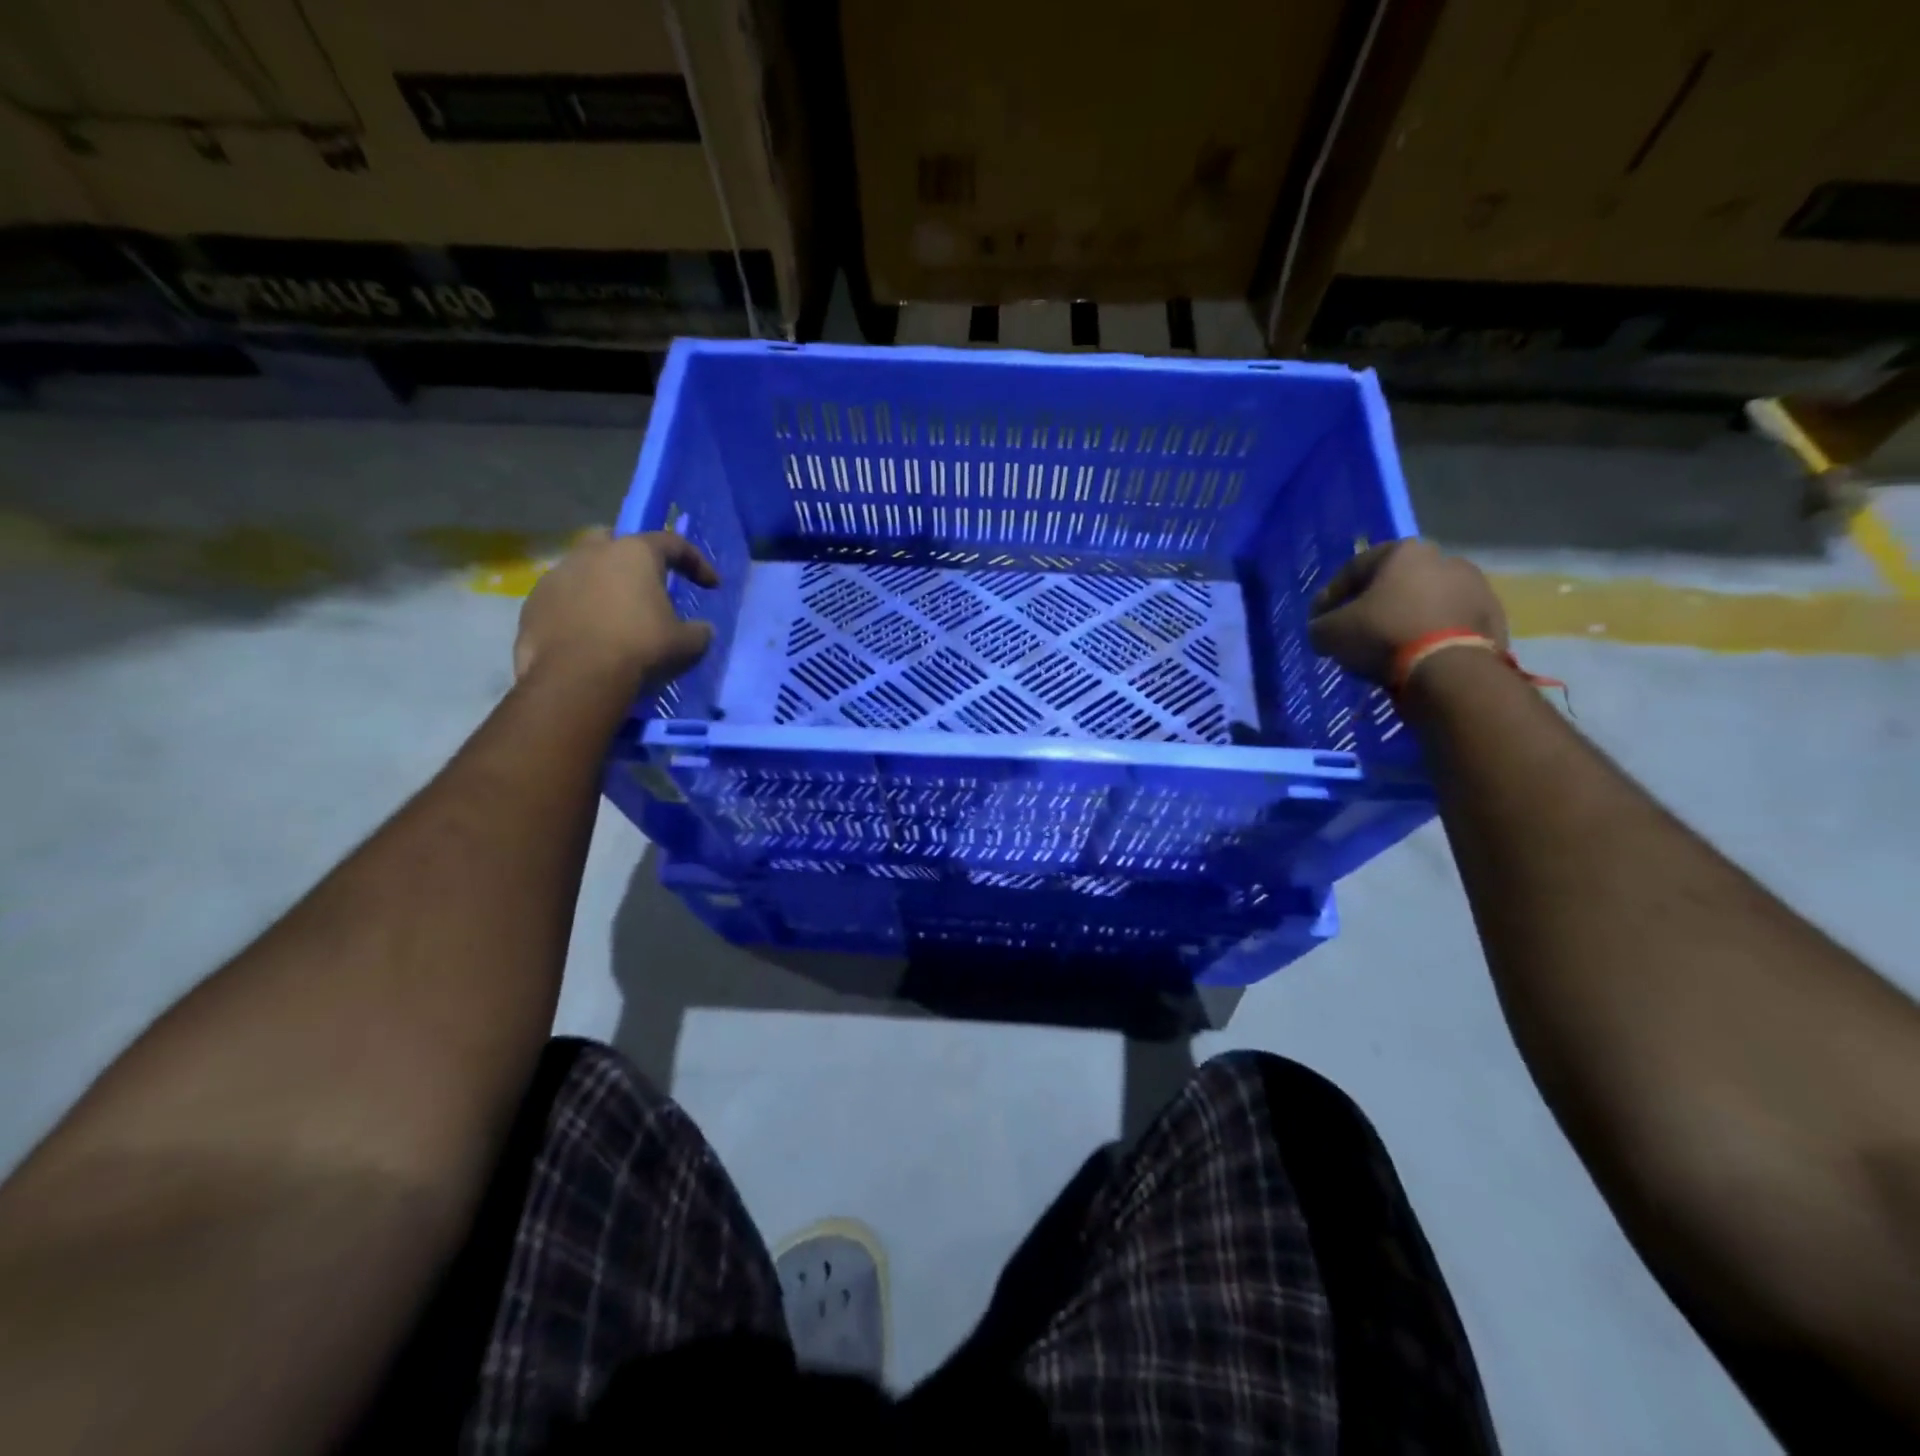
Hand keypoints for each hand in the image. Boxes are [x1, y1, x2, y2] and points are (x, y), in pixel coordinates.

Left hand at [513, 528, 718, 687]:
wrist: (577, 680)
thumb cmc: (641, 650)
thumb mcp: (687, 644)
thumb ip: (698, 631)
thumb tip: (701, 629)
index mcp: (635, 554)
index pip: (673, 544)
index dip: (696, 562)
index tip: (710, 585)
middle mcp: (592, 553)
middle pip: (616, 541)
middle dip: (633, 559)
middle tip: (647, 586)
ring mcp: (556, 576)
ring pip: (584, 569)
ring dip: (601, 585)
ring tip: (615, 616)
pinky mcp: (532, 604)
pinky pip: (562, 598)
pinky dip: (578, 610)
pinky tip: (588, 636)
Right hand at [1307, 539, 1505, 684]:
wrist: (1449, 670)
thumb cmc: (1383, 635)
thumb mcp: (1330, 632)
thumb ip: (1320, 625)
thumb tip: (1322, 629)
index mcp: (1405, 552)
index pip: (1354, 568)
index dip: (1330, 595)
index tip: (1319, 619)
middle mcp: (1444, 559)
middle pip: (1395, 583)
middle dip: (1373, 606)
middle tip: (1354, 632)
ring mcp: (1476, 588)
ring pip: (1426, 603)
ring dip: (1405, 620)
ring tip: (1387, 649)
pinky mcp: (1494, 619)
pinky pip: (1449, 626)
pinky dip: (1430, 637)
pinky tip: (1416, 658)